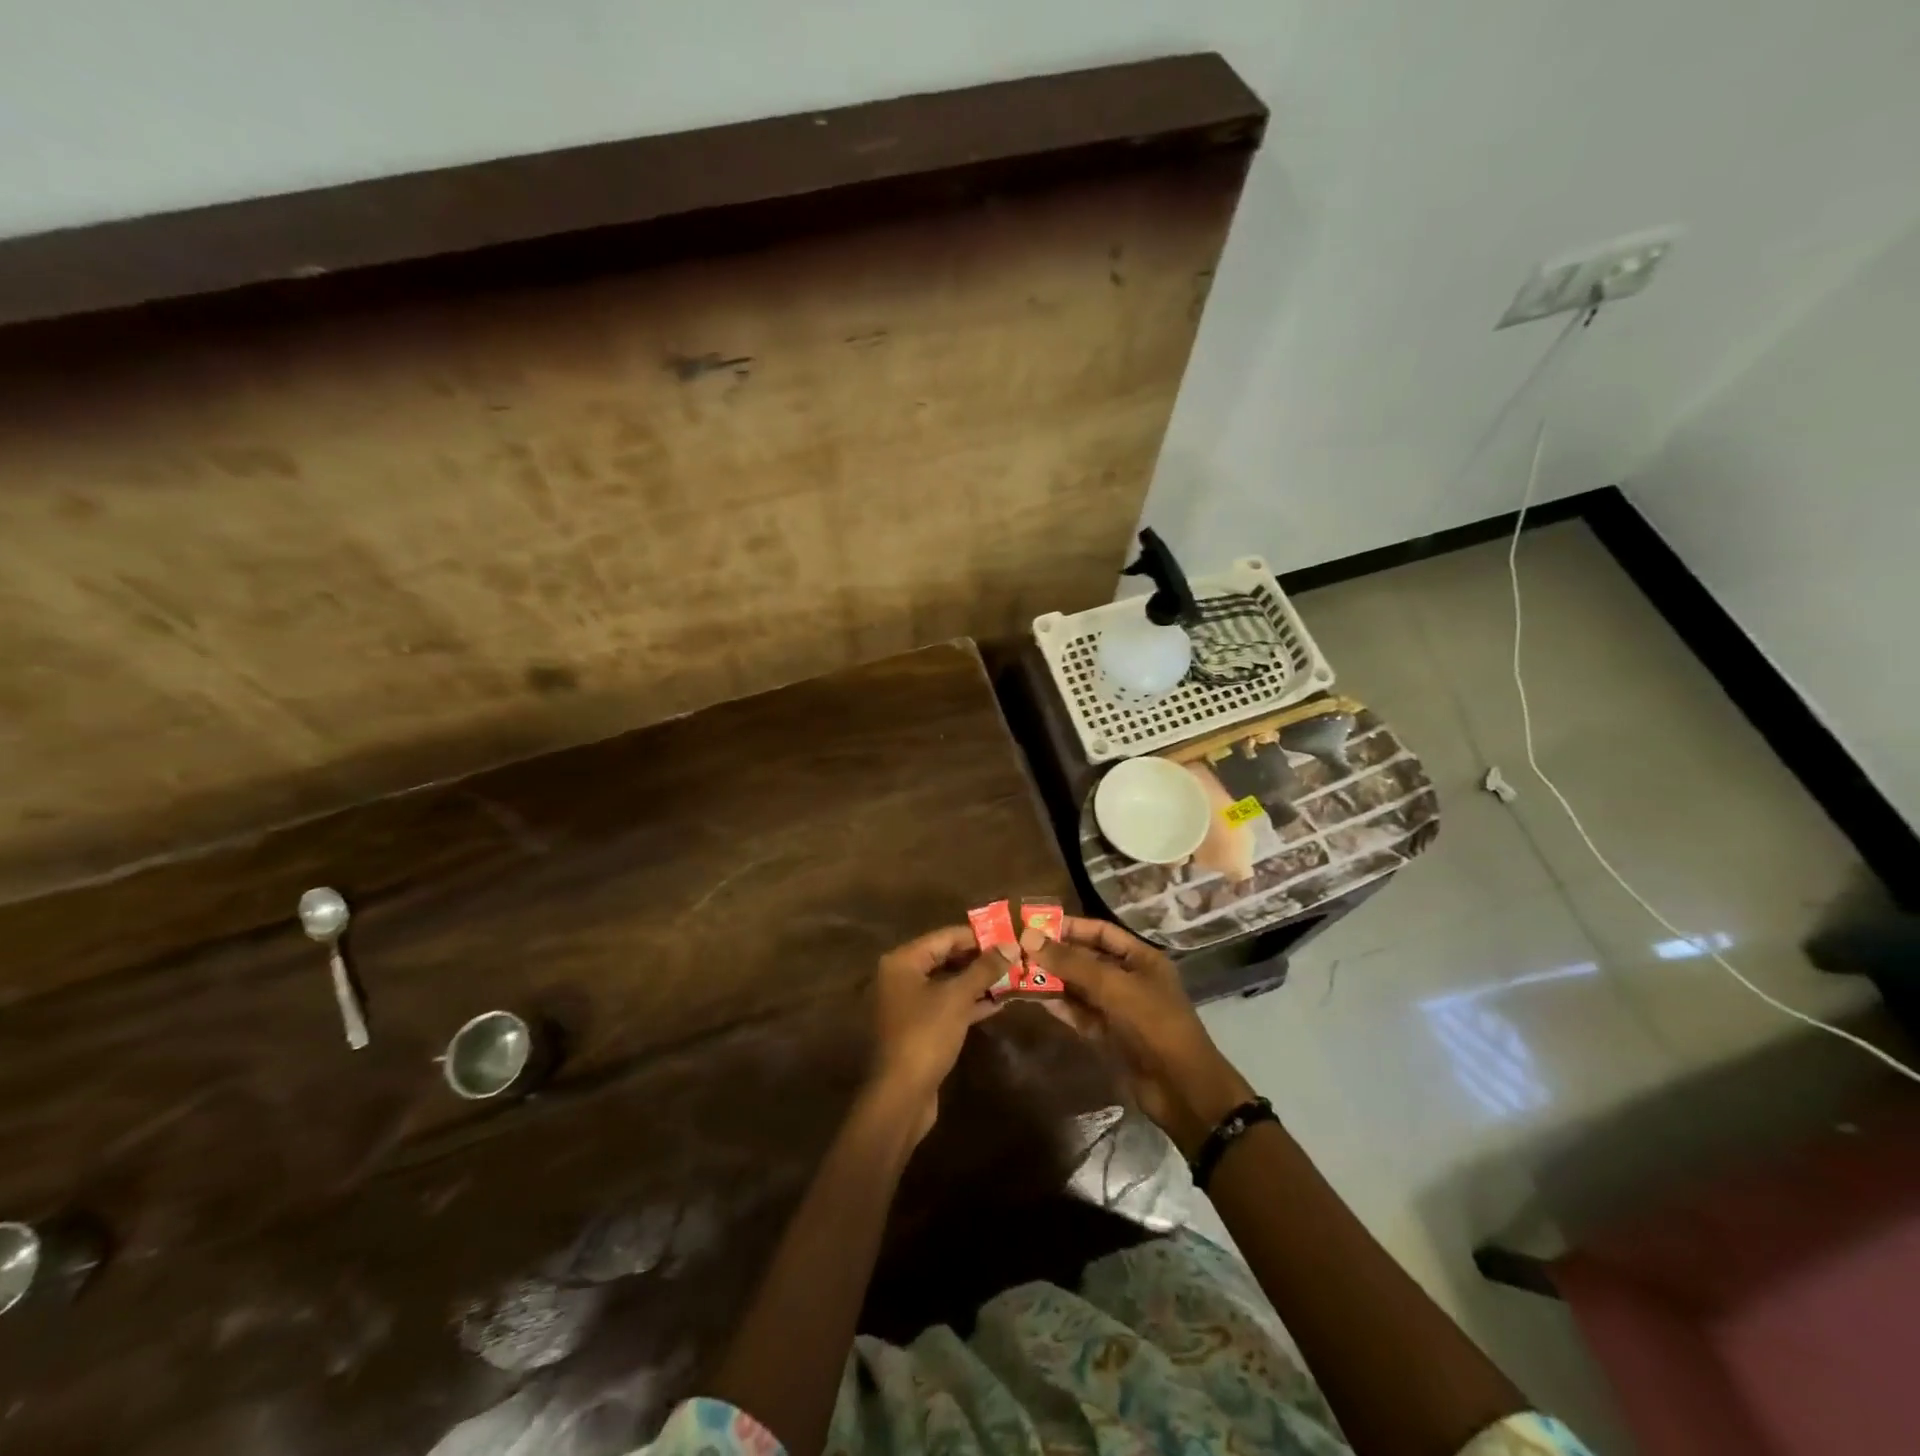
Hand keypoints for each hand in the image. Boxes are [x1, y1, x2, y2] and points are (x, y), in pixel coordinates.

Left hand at [866, 926, 1004, 1141]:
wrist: (902, 1095)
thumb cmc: (926, 1035)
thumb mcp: (958, 997)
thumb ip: (984, 969)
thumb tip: (1011, 945)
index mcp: (903, 961)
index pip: (945, 936)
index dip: (978, 935)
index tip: (1009, 935)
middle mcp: (902, 976)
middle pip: (946, 957)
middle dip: (980, 958)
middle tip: (1014, 956)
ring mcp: (909, 1002)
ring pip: (949, 982)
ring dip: (978, 980)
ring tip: (1013, 976)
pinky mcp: (920, 1026)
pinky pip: (947, 1004)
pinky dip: (970, 1001)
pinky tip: (998, 1002)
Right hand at [1027, 916, 1256, 1155]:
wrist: (1181, 1090)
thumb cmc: (1154, 1025)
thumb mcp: (1113, 987)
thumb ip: (1072, 962)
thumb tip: (1029, 937)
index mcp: (1141, 959)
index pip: (1101, 932)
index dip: (1070, 927)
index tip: (1035, 924)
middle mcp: (1129, 979)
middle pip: (1087, 959)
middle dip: (1056, 954)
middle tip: (1018, 948)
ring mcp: (1118, 1009)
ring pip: (1080, 987)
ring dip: (1053, 980)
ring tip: (1018, 971)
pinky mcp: (1108, 1035)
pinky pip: (1079, 1013)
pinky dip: (1060, 1005)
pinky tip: (1035, 998)